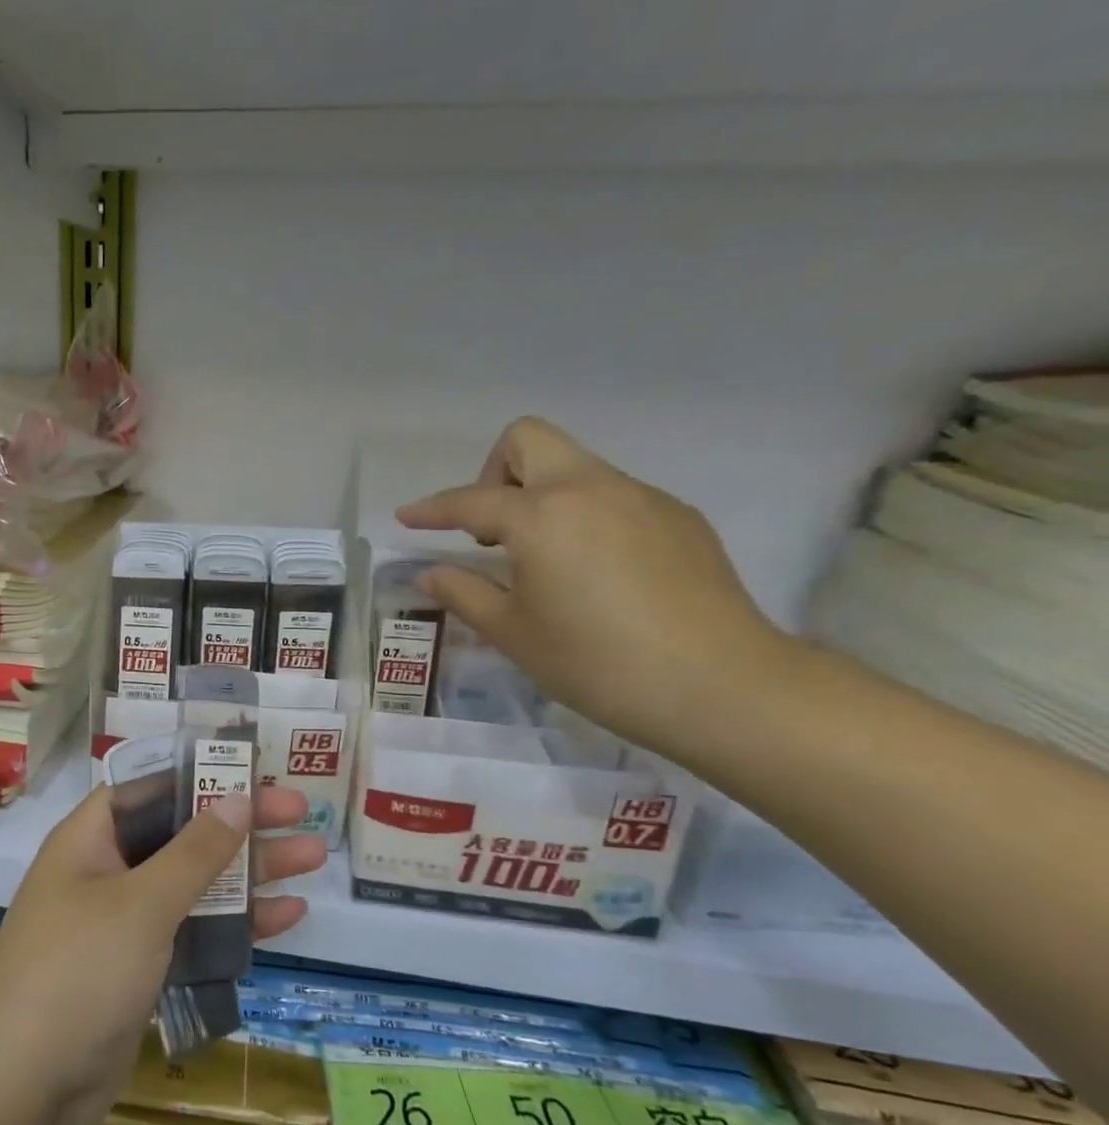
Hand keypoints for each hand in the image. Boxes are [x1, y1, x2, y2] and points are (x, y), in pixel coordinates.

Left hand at [0, 785, 323, 1124]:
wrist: (27, 1092)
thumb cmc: (79, 972)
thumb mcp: (142, 904)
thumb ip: (194, 853)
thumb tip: (237, 799)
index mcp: (89, 841)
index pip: (148, 789)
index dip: (198, 775)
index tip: (250, 770)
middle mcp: (104, 873)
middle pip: (180, 835)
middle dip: (239, 825)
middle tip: (300, 812)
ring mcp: (122, 924)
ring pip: (194, 885)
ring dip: (249, 873)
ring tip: (313, 858)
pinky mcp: (140, 970)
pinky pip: (192, 932)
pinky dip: (234, 924)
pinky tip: (286, 916)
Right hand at [395, 416, 793, 757]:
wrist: (719, 684)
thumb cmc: (597, 663)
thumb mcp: (514, 633)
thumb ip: (464, 593)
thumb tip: (429, 572)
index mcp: (541, 517)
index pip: (470, 500)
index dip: (431, 509)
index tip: (406, 518)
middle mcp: (590, 488)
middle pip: (529, 440)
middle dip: (494, 471)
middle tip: (490, 529)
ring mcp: (642, 497)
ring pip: (575, 466)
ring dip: (542, 495)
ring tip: (543, 559)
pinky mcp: (678, 517)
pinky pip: (614, 495)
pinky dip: (586, 516)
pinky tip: (597, 572)